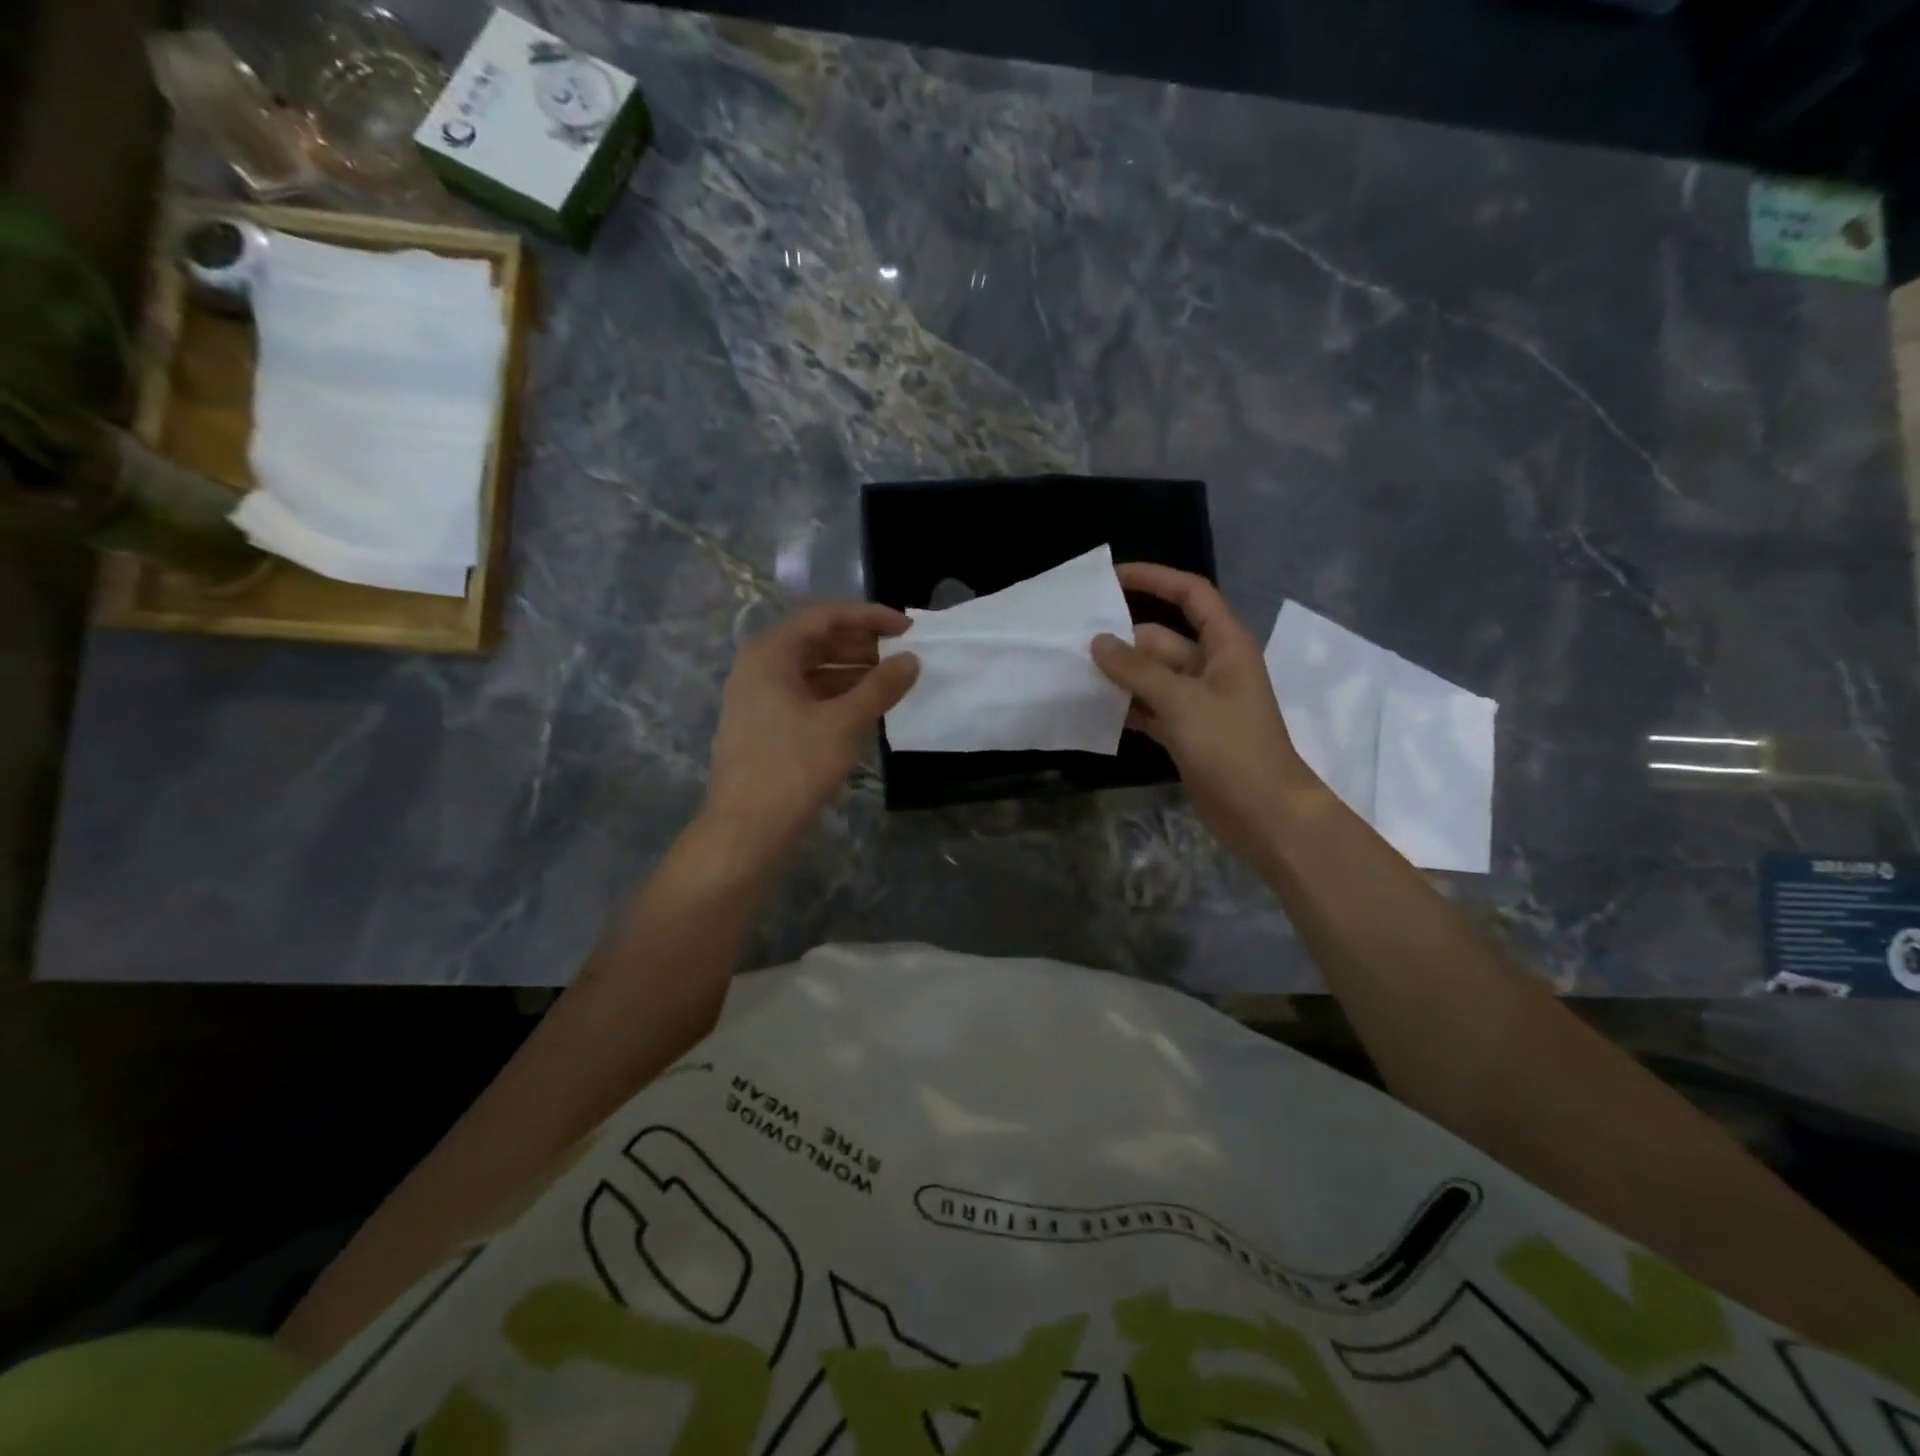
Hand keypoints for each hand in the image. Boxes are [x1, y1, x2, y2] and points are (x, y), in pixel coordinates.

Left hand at [705, 604, 918, 851]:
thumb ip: (881, 686)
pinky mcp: (764, 725)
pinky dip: (836, 696)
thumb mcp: (844, 723)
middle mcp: (759, 667)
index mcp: (770, 653)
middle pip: (816, 641)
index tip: (907, 628)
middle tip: (903, 654)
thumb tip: (911, 660)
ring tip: (892, 680)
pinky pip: (805, 696)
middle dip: (862, 645)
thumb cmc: (794, 766)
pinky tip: (866, 707)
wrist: (746, 829)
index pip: (824, 617)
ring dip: (852, 672)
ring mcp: (758, 698)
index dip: (869, 617)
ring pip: (812, 671)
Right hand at [1091, 563, 1321, 861]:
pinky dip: (1126, 708)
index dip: (1155, 579)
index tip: (1112, 578)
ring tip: (1073, 674)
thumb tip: (1098, 641)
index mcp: (1225, 645)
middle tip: (1073, 644)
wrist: (1263, 812)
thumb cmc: (1231, 747)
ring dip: (1119, 677)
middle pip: (1161, 639)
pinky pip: (1150, 708)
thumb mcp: (1182, 701)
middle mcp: (1211, 667)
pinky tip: (1093, 711)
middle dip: (1122, 641)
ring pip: (1151, 676)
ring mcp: (1197, 701)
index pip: (1190, 594)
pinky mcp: (1186, 732)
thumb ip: (1137, 670)